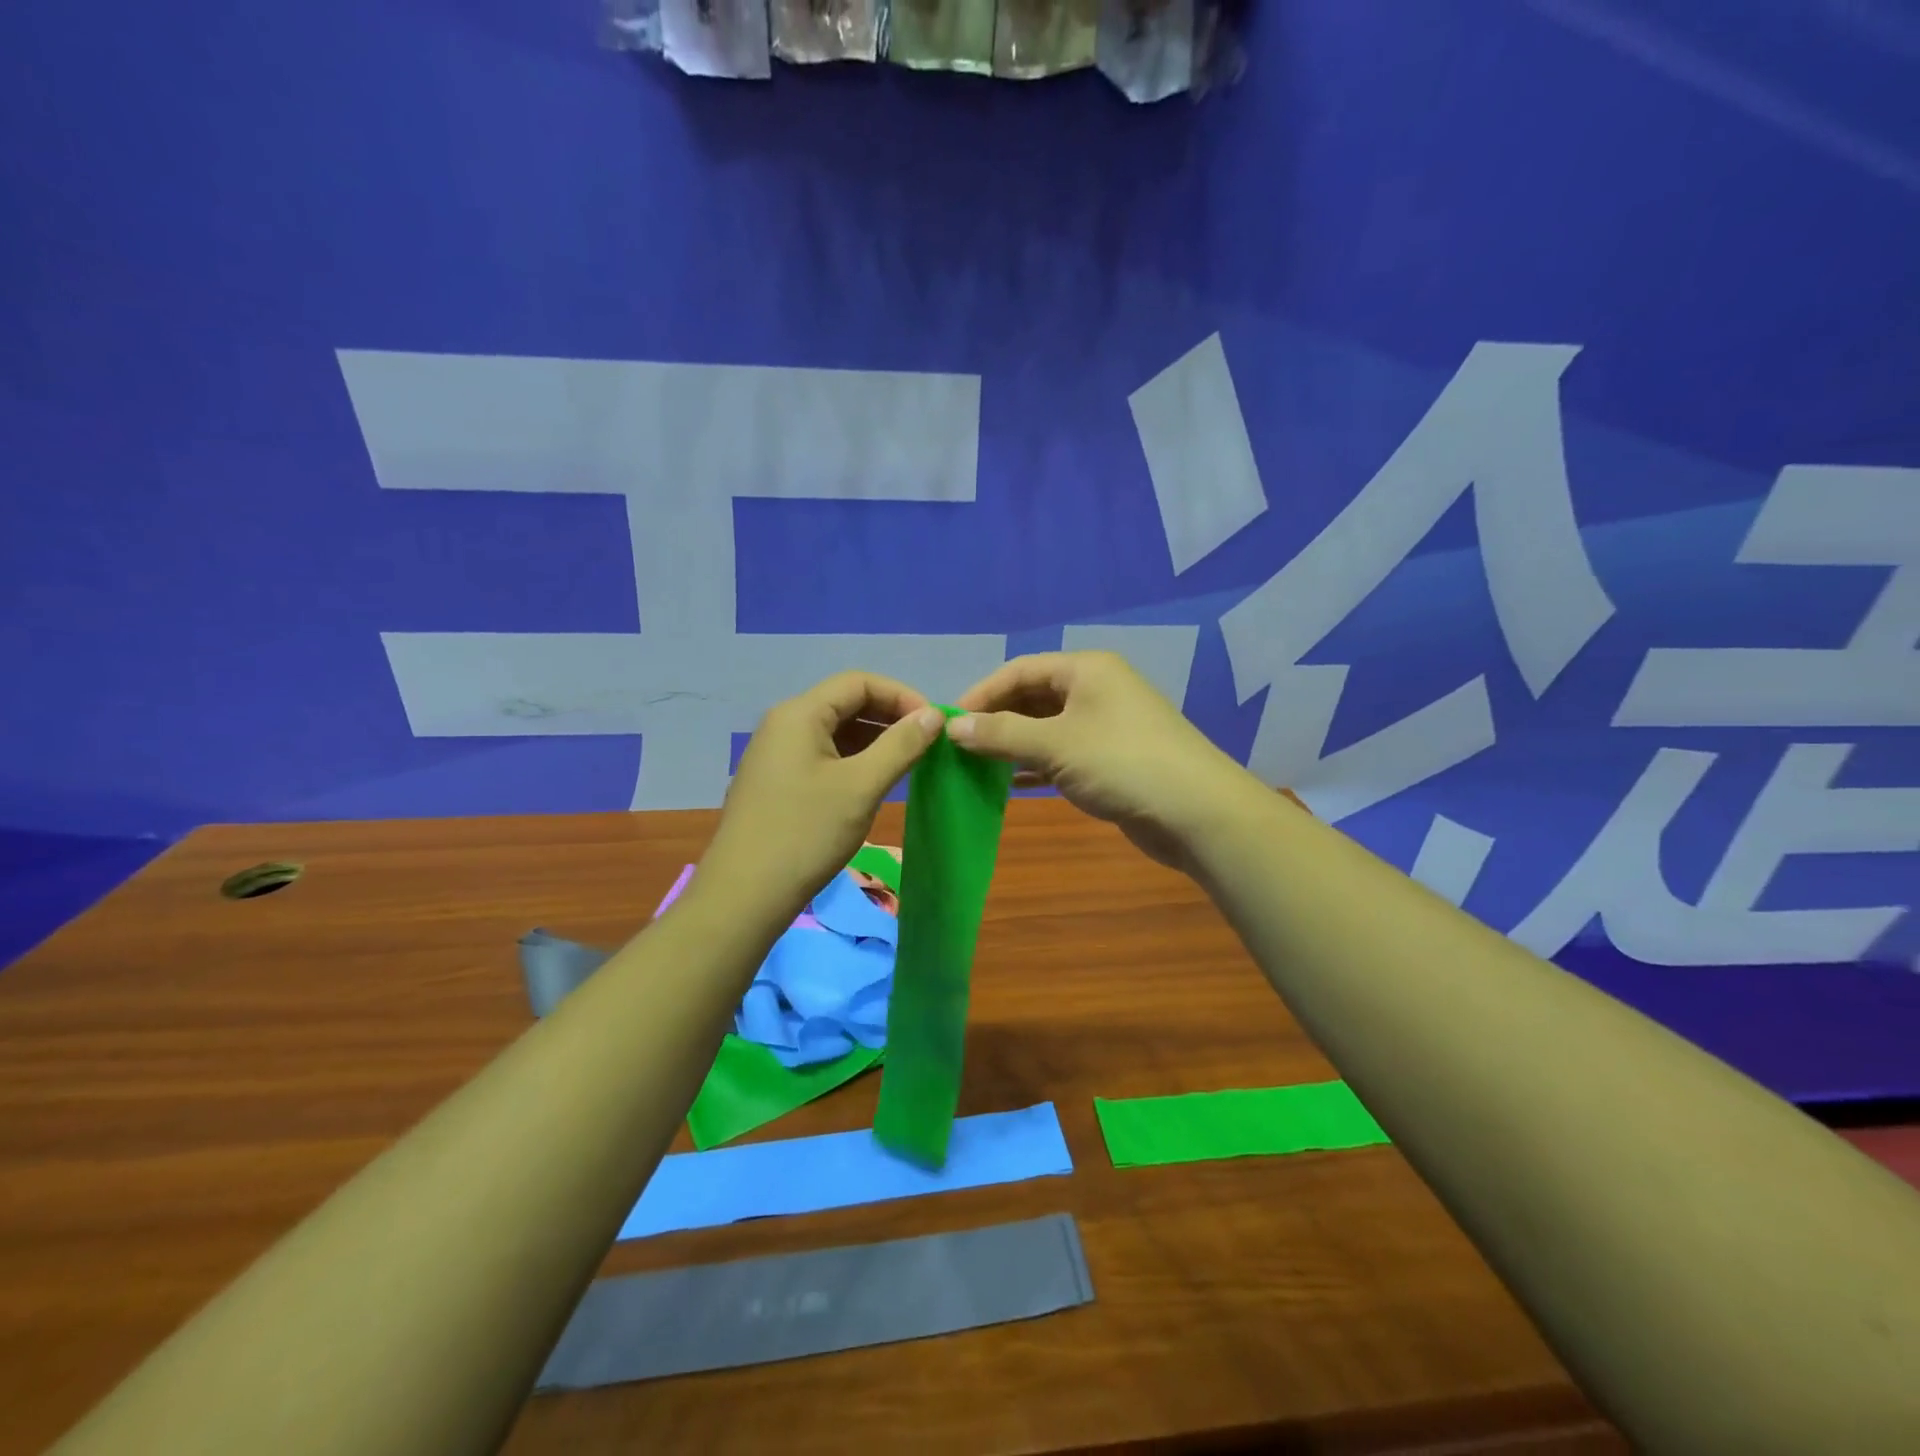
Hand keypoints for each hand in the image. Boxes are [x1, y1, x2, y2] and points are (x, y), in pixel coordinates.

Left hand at [698, 672, 944, 920]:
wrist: (745, 895)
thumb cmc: (807, 834)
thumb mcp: (861, 786)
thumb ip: (901, 745)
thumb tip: (934, 714)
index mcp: (800, 714)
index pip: (859, 682)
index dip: (902, 695)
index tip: (934, 724)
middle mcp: (784, 724)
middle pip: (845, 702)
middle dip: (889, 717)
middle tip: (926, 743)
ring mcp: (776, 754)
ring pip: (834, 731)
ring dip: (874, 740)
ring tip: (908, 763)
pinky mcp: (776, 781)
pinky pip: (822, 755)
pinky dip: (853, 760)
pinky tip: (874, 782)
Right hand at [949, 651, 1257, 871]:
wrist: (1197, 812)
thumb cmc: (1122, 763)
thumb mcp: (1055, 745)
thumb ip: (1001, 733)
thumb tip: (952, 726)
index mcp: (1086, 669)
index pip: (1019, 670)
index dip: (982, 693)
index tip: (948, 723)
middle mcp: (1096, 689)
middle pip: (1033, 696)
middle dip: (996, 719)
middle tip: (959, 747)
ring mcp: (1107, 724)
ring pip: (1047, 727)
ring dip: (1013, 743)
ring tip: (975, 764)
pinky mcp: (1112, 758)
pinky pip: (1063, 752)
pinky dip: (1035, 763)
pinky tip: (1008, 782)